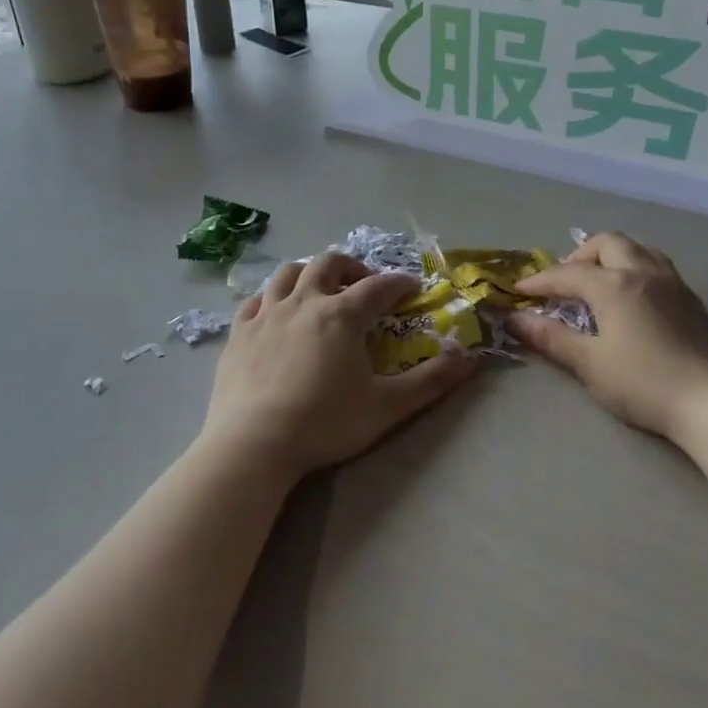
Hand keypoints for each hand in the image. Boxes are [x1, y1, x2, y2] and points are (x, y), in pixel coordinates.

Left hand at [203, 253, 473, 483]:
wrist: (253, 444)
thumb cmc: (324, 423)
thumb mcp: (387, 407)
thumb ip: (430, 382)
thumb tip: (467, 358)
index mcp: (342, 314)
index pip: (378, 286)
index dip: (400, 284)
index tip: (413, 288)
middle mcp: (304, 302)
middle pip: (329, 263)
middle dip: (352, 267)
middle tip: (364, 285)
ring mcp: (267, 314)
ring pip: (289, 273)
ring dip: (310, 273)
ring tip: (320, 290)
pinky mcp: (239, 332)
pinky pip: (256, 300)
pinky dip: (273, 297)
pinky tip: (277, 312)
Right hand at [506, 231, 707, 443]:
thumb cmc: (643, 383)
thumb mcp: (589, 363)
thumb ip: (551, 337)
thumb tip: (515, 319)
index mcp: (614, 285)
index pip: (568, 273)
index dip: (540, 281)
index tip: (519, 292)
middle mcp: (643, 271)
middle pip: (606, 243)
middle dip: (579, 256)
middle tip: (564, 283)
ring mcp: (672, 282)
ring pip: (636, 248)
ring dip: (611, 257)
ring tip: (598, 282)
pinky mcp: (690, 298)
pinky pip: (656, 265)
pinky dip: (634, 268)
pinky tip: (631, 297)